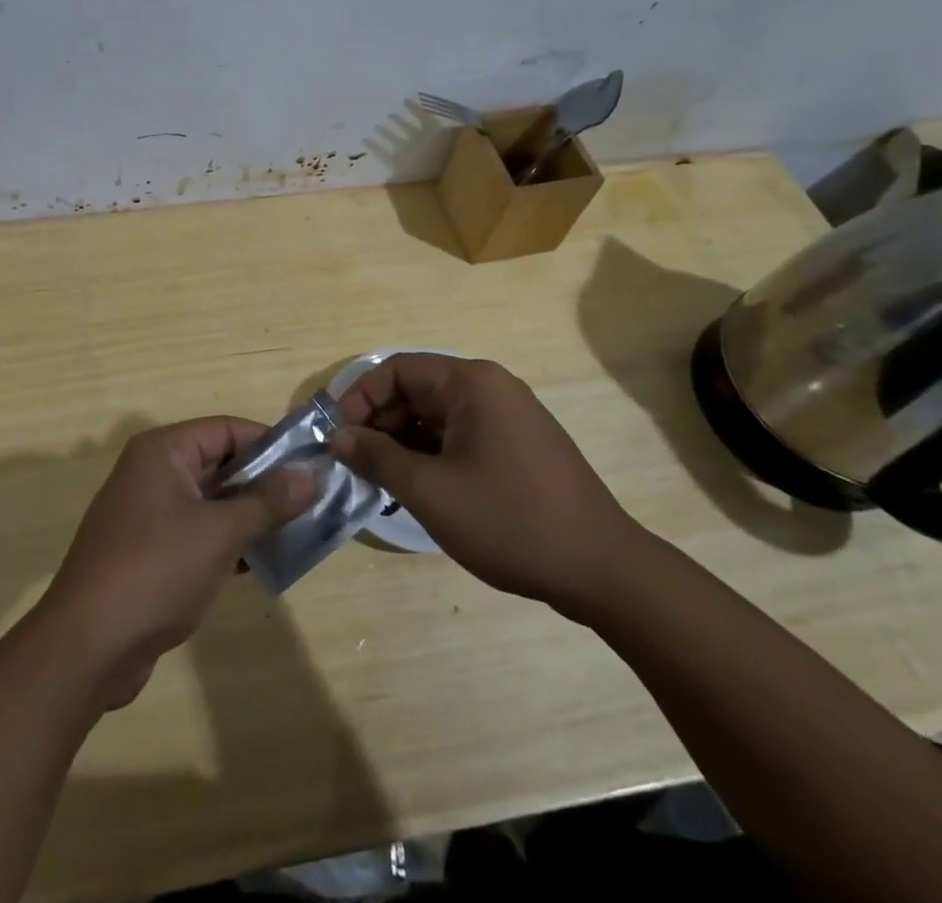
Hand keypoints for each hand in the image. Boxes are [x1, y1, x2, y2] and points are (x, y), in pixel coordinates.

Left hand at [39, 417, 315, 707]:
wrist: (88, 646)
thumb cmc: (157, 570)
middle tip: (312, 500)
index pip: (226, 430)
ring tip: (299, 531)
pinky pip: (198, 533)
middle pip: (219, 464)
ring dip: (249, 516)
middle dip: (264, 483)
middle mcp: (152, 473)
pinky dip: (228, 542)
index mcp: (163, 452)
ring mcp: (148, 514)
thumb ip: (267, 502)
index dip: (270, 443)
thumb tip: (310, 476)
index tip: (311, 464)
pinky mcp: (148, 552)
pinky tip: (262, 562)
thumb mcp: (220, 532)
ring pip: (210, 502)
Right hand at [327, 354, 642, 617]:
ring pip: (437, 416)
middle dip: (380, 423)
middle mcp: (491, 387)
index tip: (338, 436)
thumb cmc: (510, 520)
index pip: (397, 370)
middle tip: (355, 463)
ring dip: (404, 441)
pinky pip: (461, 435)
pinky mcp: (519, 445)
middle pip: (417, 390)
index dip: (360, 398)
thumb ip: (377, 458)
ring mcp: (509, 416)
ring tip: (381, 480)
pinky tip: (418, 486)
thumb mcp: (431, 491)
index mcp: (471, 383)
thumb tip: (339, 437)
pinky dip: (433, 453)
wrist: (603, 570)